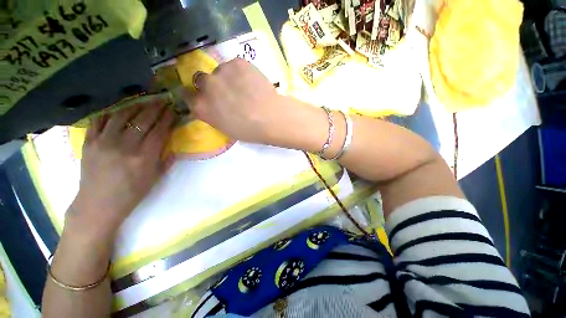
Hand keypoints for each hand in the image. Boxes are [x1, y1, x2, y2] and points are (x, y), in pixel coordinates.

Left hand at [68, 101, 175, 238]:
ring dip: (135, 105)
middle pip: (143, 120)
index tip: (173, 109)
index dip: (168, 118)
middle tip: (162, 99)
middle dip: (155, 107)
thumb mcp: (155, 177)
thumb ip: (166, 159)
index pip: (160, 130)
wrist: (98, 204)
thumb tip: (172, 143)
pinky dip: (110, 111)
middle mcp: (125, 146)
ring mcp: (104, 142)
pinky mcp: (89, 142)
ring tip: (144, 99)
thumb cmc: (132, 193)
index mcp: (145, 157)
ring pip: (122, 115)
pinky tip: (118, 107)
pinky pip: (99, 120)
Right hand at [191, 58, 289, 143]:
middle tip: (227, 92)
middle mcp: (206, 86)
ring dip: (227, 78)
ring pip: (220, 71)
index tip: (204, 96)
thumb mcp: (226, 128)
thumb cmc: (250, 131)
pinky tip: (252, 81)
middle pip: (201, 79)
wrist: (271, 118)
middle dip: (211, 85)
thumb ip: (213, 115)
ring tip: (244, 87)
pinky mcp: (237, 63)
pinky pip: (234, 65)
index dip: (197, 95)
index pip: (187, 95)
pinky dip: (241, 72)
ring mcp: (221, 72)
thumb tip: (212, 106)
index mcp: (201, 107)